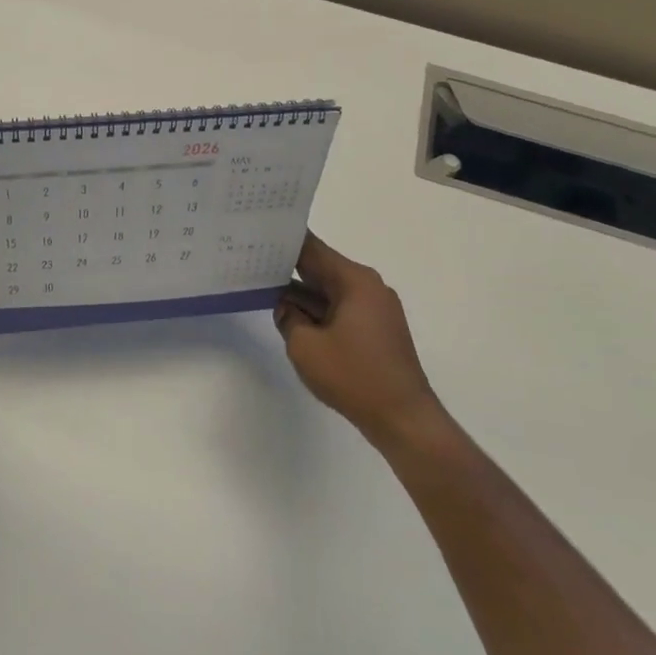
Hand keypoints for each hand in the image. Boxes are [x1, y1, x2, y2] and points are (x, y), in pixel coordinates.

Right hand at [275, 232, 439, 448]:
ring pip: (329, 290)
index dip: (282, 241)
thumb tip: (286, 307)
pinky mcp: (376, 330)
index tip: (256, 235)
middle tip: (251, 260)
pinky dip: (317, 310)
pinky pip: (340, 309)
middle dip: (287, 266)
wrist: (405, 420)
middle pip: (320, 267)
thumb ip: (288, 318)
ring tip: (263, 288)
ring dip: (301, 293)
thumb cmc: (354, 377)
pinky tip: (292, 317)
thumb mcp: (305, 347)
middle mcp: (368, 287)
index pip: (311, 248)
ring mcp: (375, 309)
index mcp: (354, 280)